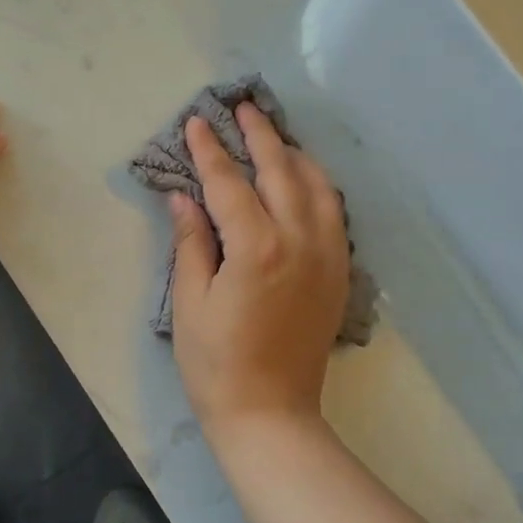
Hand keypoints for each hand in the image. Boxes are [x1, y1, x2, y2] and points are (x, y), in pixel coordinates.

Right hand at [169, 104, 349, 438]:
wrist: (270, 414)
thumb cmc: (216, 364)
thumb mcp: (190, 303)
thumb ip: (191, 242)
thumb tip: (183, 197)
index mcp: (257, 248)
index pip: (229, 184)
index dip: (210, 151)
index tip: (197, 122)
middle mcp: (300, 242)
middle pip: (282, 172)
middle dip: (261, 136)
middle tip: (245, 108)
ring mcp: (327, 257)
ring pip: (319, 187)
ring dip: (295, 156)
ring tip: (276, 137)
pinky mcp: (339, 273)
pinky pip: (335, 214)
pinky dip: (318, 187)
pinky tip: (305, 181)